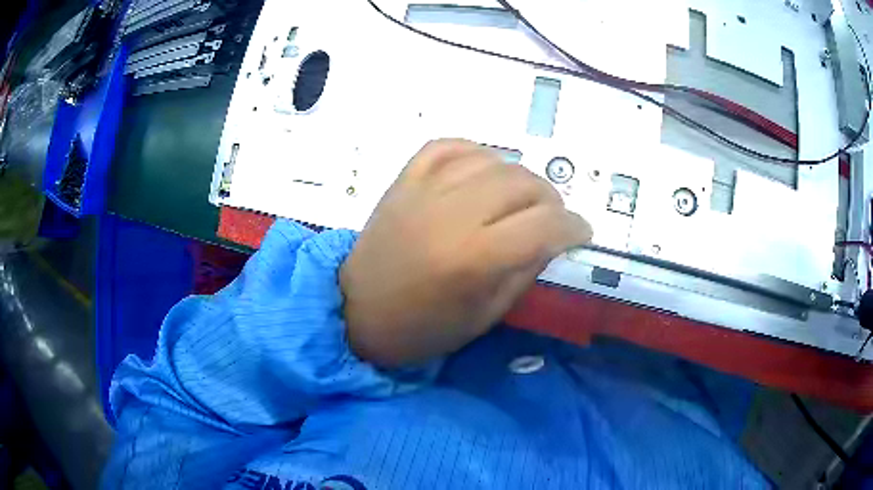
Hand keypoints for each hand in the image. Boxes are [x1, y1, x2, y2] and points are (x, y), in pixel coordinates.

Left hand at [340, 139, 592, 366]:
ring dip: (519, 177)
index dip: (573, 227)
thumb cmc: (421, 329)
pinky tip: (484, 172)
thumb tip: (552, 237)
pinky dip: (476, 153)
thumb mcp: (484, 316)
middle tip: (551, 219)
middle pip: (523, 184)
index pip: (543, 225)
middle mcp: (450, 215)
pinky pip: (449, 146)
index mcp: (472, 259)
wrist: (355, 311)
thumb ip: (524, 270)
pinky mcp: (404, 180)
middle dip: (551, 201)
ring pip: (492, 160)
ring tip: (520, 199)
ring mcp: (423, 191)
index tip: (581, 232)